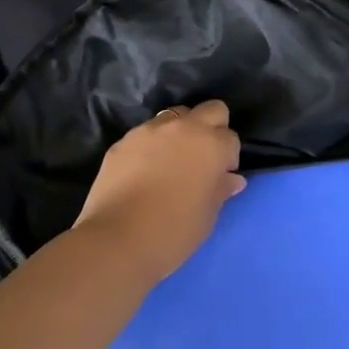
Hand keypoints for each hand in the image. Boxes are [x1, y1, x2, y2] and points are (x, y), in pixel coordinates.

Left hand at [74, 102, 244, 281]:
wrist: (117, 239)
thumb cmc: (173, 232)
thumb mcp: (207, 216)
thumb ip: (220, 190)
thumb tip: (231, 179)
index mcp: (211, 146)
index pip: (231, 138)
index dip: (228, 157)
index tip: (219, 176)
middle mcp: (184, 128)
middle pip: (210, 109)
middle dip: (212, 128)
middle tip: (203, 158)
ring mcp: (150, 130)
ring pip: (175, 115)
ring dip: (180, 131)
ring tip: (171, 160)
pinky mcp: (124, 140)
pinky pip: (146, 132)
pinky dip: (152, 144)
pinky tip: (144, 169)